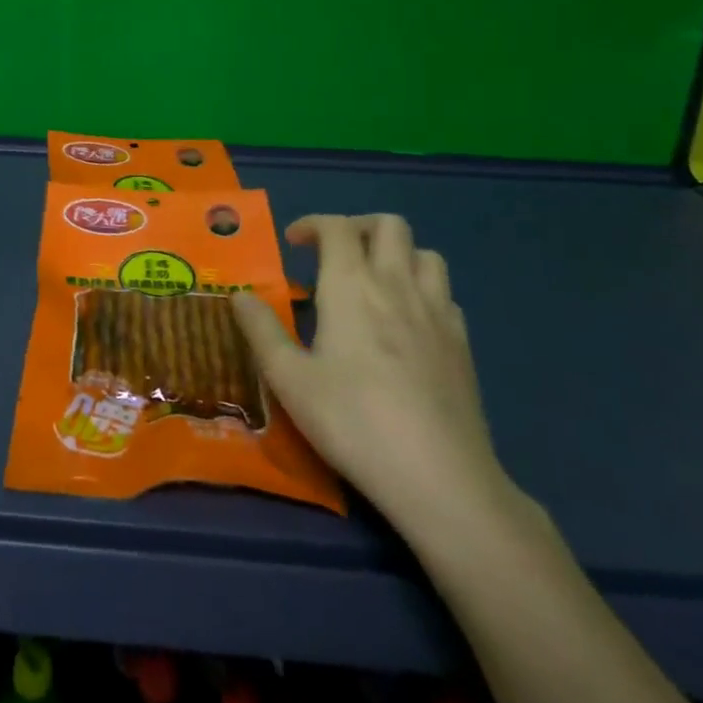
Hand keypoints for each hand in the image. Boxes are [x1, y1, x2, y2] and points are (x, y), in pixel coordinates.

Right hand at [232, 214, 513, 536]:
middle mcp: (397, 286)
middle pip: (389, 225)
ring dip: (397, 254)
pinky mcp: (463, 345)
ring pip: (425, 254)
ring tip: (373, 281)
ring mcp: (437, 313)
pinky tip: (407, 322)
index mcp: (352, 285)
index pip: (337, 227)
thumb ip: (261, 330)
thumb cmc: (353, 421)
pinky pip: (445, 294)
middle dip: (358, 227)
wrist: (440, 478)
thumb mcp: (289, 379)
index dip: (313, 224)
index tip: (293, 244)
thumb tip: (239, 295)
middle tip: (334, 253)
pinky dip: (423, 290)